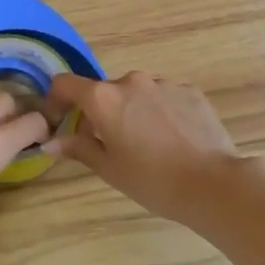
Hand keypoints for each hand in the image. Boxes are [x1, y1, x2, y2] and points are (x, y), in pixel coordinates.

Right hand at [45, 72, 243, 223]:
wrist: (213, 183)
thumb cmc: (152, 180)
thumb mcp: (109, 168)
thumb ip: (78, 148)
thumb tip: (51, 142)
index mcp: (104, 98)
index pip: (66, 84)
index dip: (56, 100)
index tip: (60, 121)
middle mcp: (131, 81)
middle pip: (103, 91)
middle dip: (99, 113)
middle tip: (107, 144)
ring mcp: (164, 83)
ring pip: (136, 94)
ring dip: (131, 111)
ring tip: (146, 144)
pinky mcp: (190, 91)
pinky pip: (163, 97)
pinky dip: (158, 112)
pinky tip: (171, 140)